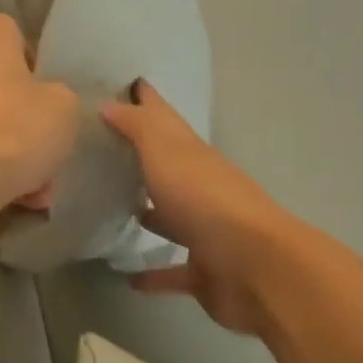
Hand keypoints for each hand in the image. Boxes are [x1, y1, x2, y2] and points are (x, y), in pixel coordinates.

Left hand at [0, 14, 80, 211]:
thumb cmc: (19, 126)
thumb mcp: (64, 106)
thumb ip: (56, 96)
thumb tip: (43, 102)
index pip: (5, 29)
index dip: (27, 55)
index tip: (43, 86)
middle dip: (13, 108)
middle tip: (38, 139)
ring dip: (3, 147)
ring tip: (35, 188)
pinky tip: (14, 199)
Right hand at [99, 82, 297, 335]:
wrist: (254, 265)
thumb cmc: (204, 198)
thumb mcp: (165, 151)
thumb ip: (137, 127)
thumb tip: (110, 103)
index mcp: (192, 154)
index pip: (165, 119)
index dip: (147, 101)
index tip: (129, 84)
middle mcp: (200, 187)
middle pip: (169, 166)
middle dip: (144, 157)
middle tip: (107, 151)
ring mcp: (206, 231)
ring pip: (173, 217)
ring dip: (152, 214)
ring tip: (115, 209)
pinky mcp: (205, 271)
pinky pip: (174, 271)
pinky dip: (154, 274)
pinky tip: (128, 278)